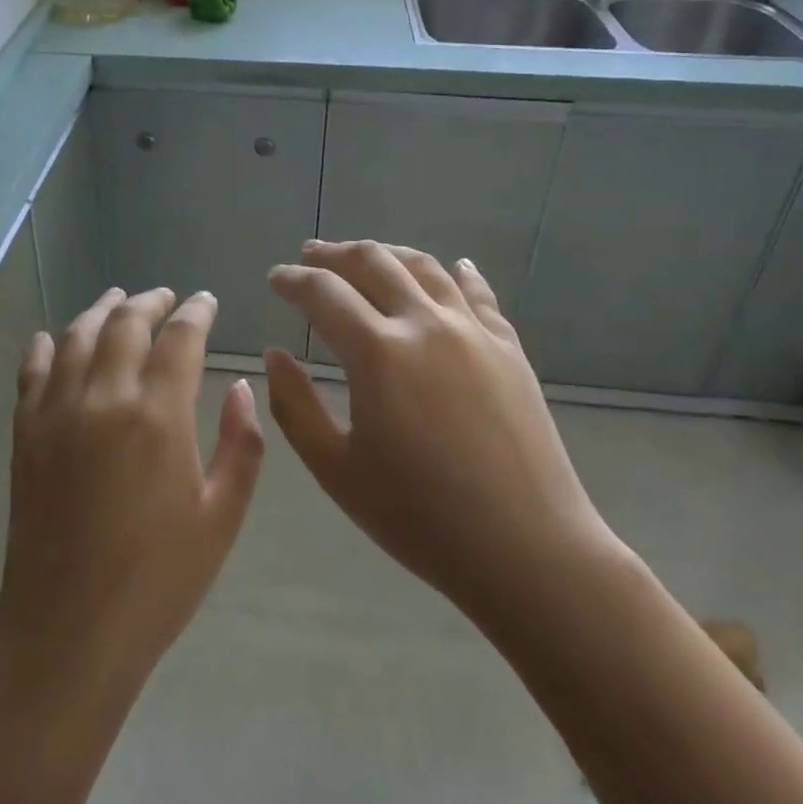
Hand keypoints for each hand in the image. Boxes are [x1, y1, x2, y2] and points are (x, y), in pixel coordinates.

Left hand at [0, 287, 264, 699]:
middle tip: (166, 296)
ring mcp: (57, 413)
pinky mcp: (25, 435)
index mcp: (158, 415)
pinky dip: (43, 346)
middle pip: (125, 324)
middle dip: (150, 301)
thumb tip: (240, 387)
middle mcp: (104, 398)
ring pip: (76, 337)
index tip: (206, 301)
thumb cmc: (157, 580)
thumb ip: (240, 445)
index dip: (196, 312)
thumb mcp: (221, 518)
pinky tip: (50, 337)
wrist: (68, 633)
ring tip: (118, 299)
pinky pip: (31, 373)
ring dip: (101, 311)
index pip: (180, 338)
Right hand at [265, 241, 616, 629]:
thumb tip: (275, 354)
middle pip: (373, 262)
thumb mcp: (337, 470)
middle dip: (333, 253)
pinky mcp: (508, 347)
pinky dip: (455, 272)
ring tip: (365, 256)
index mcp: (378, 352)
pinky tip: (451, 266)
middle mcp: (424, 323)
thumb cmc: (420, 517)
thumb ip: (295, 406)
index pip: (323, 292)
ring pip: (424, 266)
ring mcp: (472, 330)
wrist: (527, 549)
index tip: (275, 278)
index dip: (292, 279)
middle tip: (310, 254)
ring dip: (387, 253)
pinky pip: (477, 293)